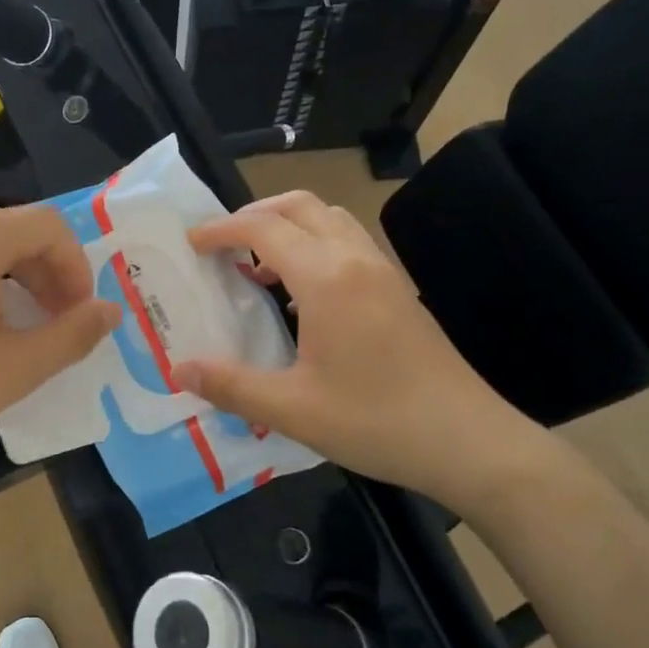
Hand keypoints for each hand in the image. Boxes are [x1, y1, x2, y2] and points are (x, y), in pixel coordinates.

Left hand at [0, 187, 120, 485]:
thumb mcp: (17, 369)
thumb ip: (74, 334)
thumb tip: (111, 310)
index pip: (46, 225)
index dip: (75, 265)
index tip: (78, 311)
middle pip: (7, 217)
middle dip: (40, 259)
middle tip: (49, 308)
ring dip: (2, 253)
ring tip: (9, 302)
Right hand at [174, 191, 554, 517]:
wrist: (468, 441)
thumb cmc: (376, 421)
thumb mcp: (292, 410)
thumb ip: (231, 386)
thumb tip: (180, 370)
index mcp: (326, 278)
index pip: (263, 228)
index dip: (221, 229)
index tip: (191, 243)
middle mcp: (355, 260)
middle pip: (300, 206)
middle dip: (255, 214)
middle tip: (222, 244)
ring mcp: (383, 272)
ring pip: (330, 220)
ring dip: (289, 227)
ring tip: (258, 265)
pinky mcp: (399, 291)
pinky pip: (349, 244)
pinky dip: (315, 246)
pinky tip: (301, 296)